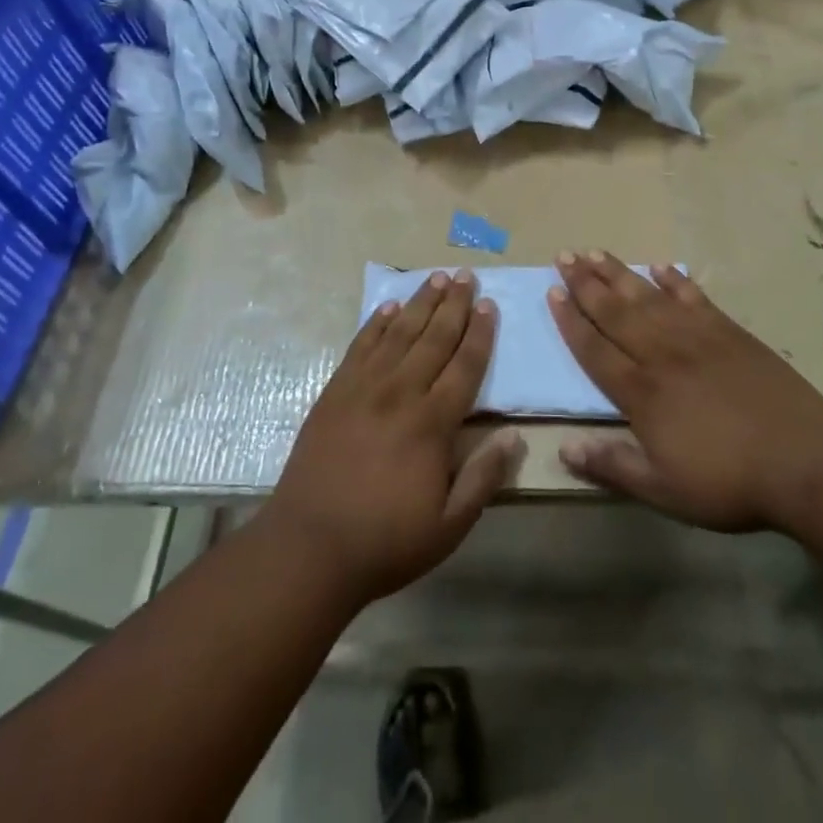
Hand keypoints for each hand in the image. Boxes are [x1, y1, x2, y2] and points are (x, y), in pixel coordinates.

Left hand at [261, 271, 523, 608]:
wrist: (309, 547)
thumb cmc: (386, 541)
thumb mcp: (449, 525)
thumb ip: (483, 478)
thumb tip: (514, 436)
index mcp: (432, 422)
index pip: (465, 366)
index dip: (480, 334)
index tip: (489, 305)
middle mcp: (400, 393)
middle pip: (434, 338)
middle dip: (454, 305)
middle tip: (467, 276)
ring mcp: (363, 388)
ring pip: (399, 333)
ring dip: (420, 303)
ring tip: (436, 278)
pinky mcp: (334, 392)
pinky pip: (360, 346)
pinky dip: (376, 323)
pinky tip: (387, 308)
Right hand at [549, 252, 822, 532]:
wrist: (803, 458)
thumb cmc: (729, 481)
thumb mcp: (664, 490)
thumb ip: (613, 466)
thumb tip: (564, 449)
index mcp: (641, 391)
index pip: (595, 348)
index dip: (571, 321)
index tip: (552, 292)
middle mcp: (661, 353)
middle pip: (615, 312)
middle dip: (585, 284)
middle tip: (563, 256)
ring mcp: (696, 336)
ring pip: (648, 296)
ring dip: (619, 273)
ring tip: (595, 252)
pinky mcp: (728, 330)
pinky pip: (693, 296)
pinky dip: (674, 280)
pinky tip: (660, 267)